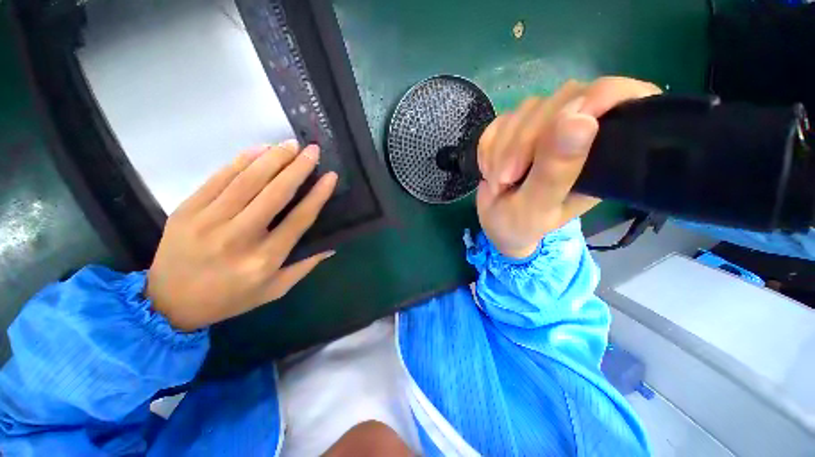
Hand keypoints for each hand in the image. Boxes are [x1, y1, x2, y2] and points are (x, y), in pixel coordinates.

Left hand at [146, 141, 337, 330]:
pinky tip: (259, 149)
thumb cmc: (229, 298)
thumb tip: (331, 246)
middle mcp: (239, 237)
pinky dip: (241, 160)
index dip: (317, 195)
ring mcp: (208, 221)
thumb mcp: (274, 290)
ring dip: (272, 158)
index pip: (299, 219)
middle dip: (297, 168)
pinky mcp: (187, 210)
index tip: (330, 176)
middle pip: (274, 194)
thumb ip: (304, 267)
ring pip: (247, 180)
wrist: (168, 303)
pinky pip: (218, 178)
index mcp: (265, 259)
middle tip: (312, 150)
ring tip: (290, 144)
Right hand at [477, 77, 661, 257]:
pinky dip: (489, 147)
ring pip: (526, 110)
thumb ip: (555, 171)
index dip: (598, 98)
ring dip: (502, 148)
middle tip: (506, 178)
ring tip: (497, 180)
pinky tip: (488, 169)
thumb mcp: (537, 206)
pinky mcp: (517, 128)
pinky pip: (501, 121)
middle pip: (561, 101)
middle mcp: (579, 132)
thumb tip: (579, 118)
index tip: (562, 125)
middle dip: (524, 141)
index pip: (619, 97)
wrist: (495, 223)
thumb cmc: (521, 224)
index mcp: (602, 153)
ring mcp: (545, 127)